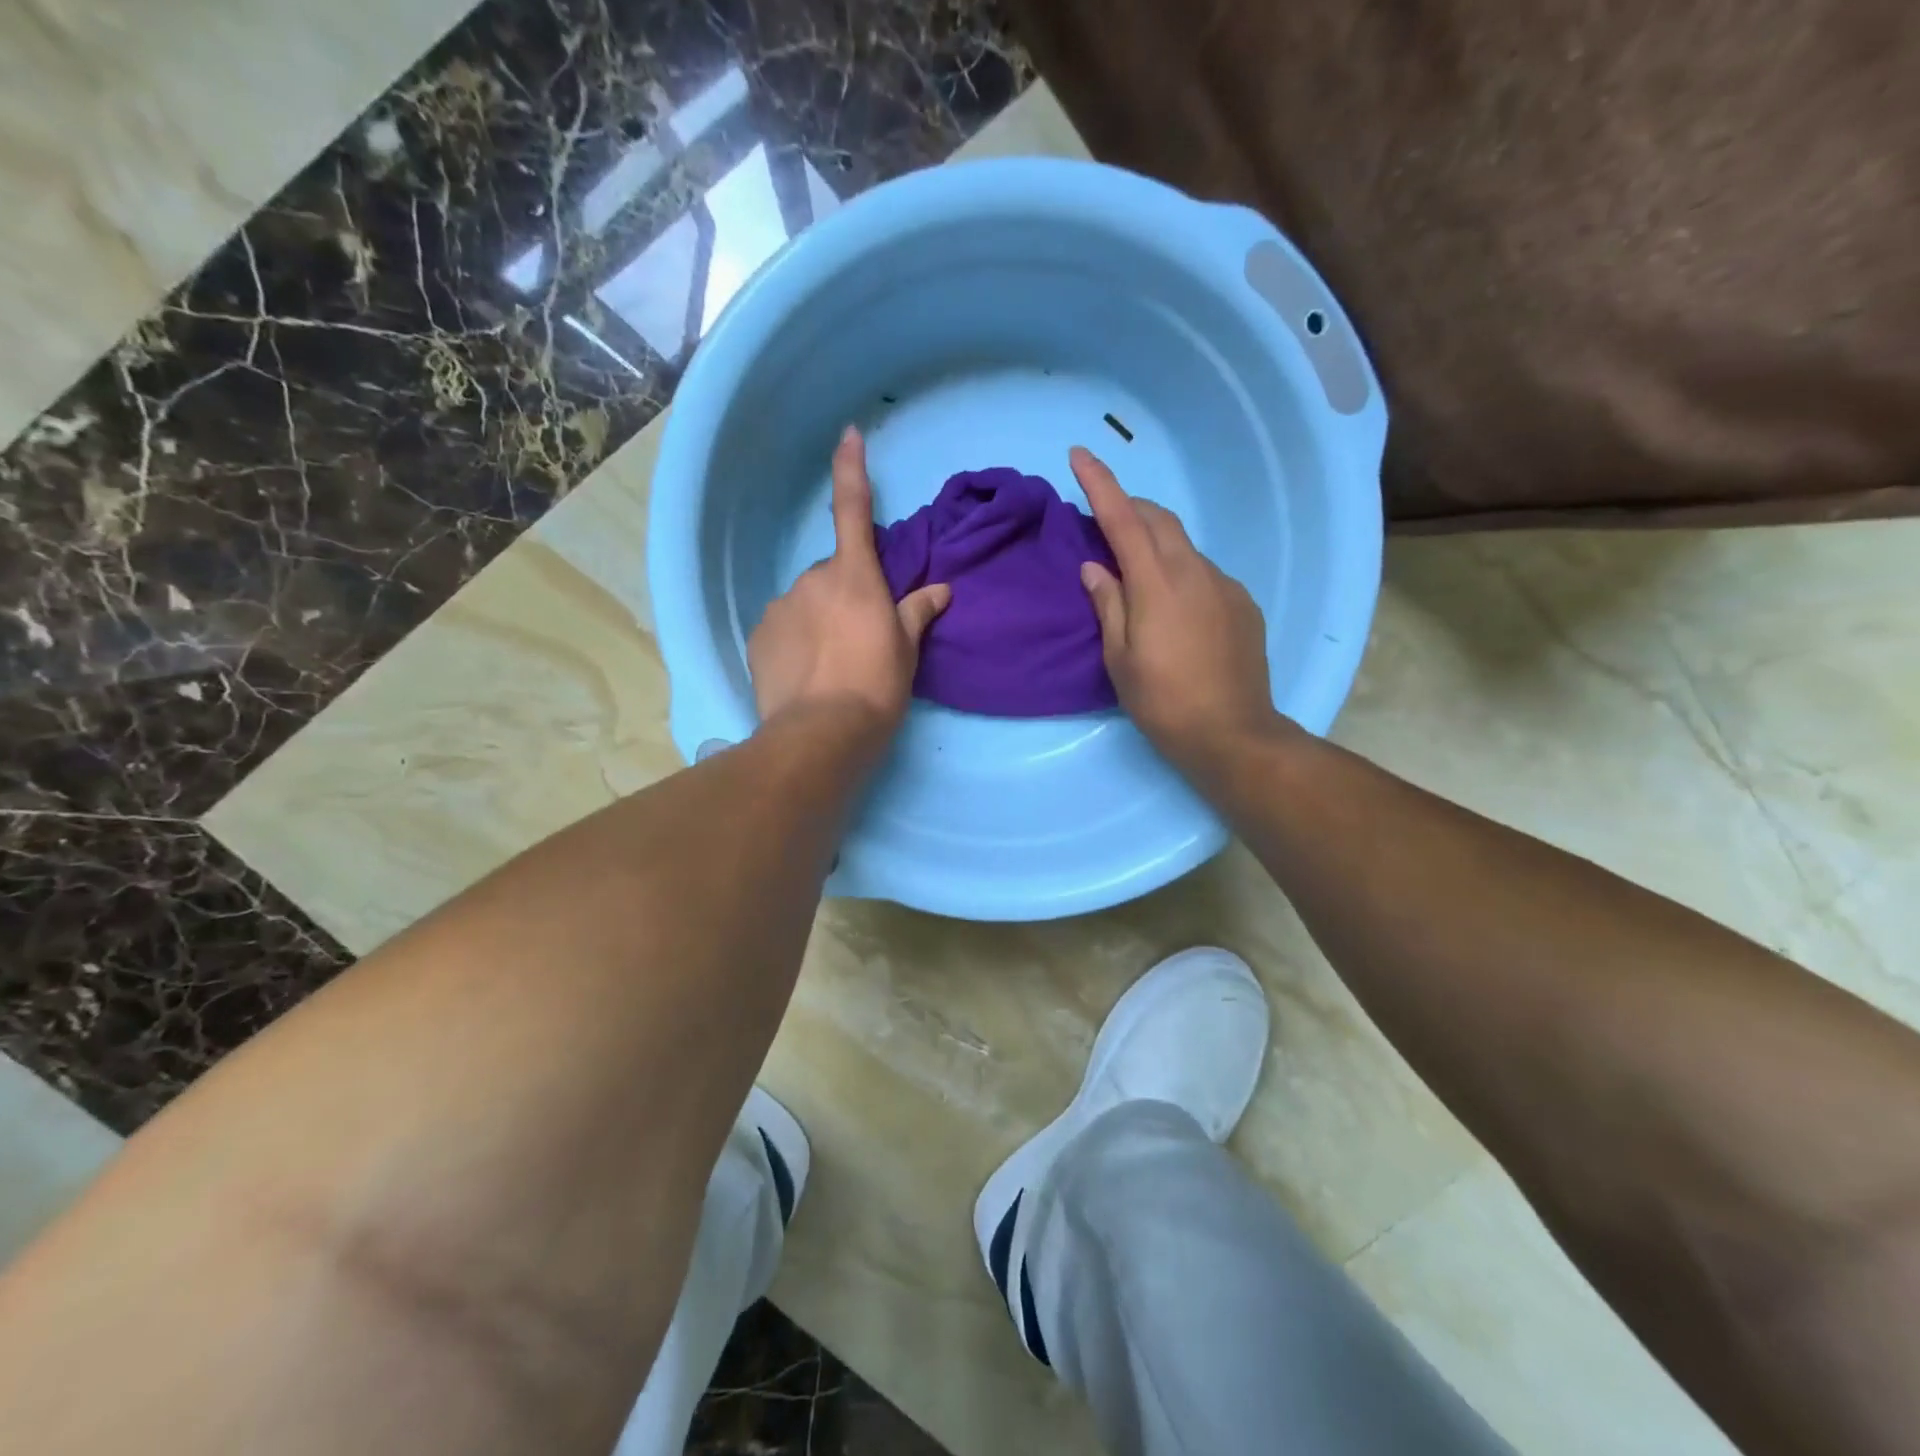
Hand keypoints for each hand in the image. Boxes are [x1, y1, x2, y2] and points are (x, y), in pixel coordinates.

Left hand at [748, 426, 949, 739]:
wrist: (820, 734)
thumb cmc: (875, 686)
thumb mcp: (906, 651)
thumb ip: (918, 613)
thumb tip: (942, 589)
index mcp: (855, 577)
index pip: (853, 511)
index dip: (851, 470)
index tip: (847, 434)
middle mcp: (812, 580)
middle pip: (832, 576)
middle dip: (844, 597)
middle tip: (860, 641)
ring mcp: (780, 607)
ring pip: (805, 604)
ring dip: (818, 622)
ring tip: (832, 665)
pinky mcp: (758, 637)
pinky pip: (782, 629)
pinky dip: (795, 643)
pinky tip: (806, 674)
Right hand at [1073, 446, 1283, 774]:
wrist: (1232, 734)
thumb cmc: (1162, 701)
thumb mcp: (1119, 658)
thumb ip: (1108, 604)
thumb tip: (1094, 567)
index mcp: (1156, 583)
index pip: (1122, 519)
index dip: (1100, 484)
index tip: (1080, 454)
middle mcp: (1194, 572)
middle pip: (1159, 520)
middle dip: (1130, 507)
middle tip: (1104, 518)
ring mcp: (1224, 585)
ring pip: (1184, 546)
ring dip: (1156, 543)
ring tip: (1136, 571)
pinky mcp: (1243, 604)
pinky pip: (1204, 573)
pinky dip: (1180, 571)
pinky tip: (1174, 605)